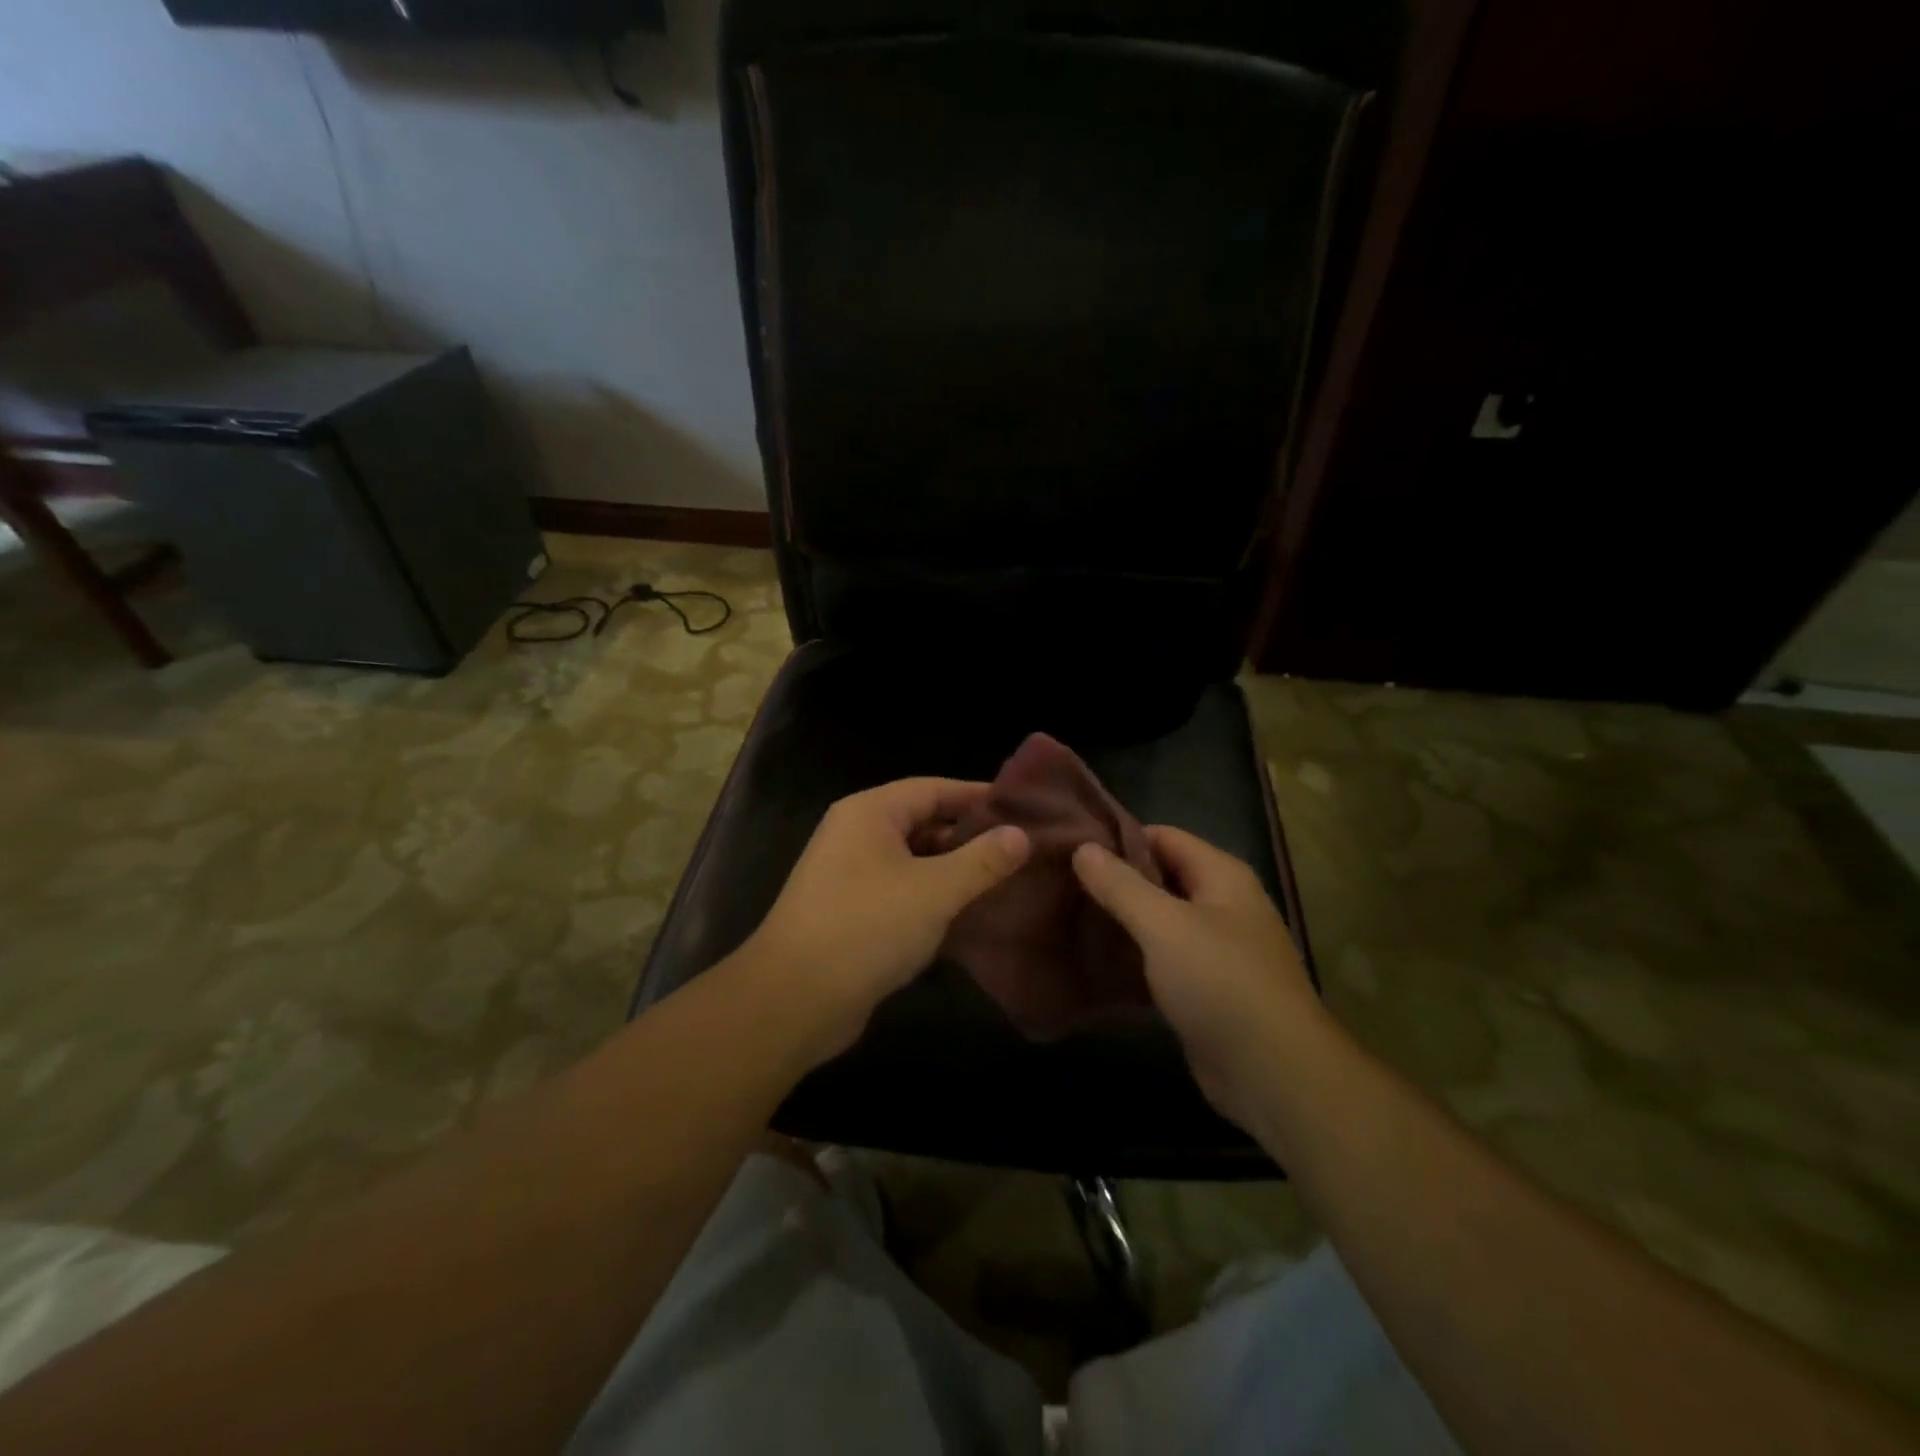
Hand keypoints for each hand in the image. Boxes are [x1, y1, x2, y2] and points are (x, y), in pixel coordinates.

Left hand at [742, 778, 1029, 1066]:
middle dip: (969, 836)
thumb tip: (1021, 835)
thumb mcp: (935, 891)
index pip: (934, 788)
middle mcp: (855, 834)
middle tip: (1020, 849)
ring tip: (1003, 880)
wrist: (794, 999)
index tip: (1023, 809)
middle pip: (922, 822)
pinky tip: (967, 915)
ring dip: (953, 870)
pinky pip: (900, 891)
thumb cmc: (867, 927)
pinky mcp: (850, 912)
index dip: (978, 796)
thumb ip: (982, 860)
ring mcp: (849, 875)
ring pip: (913, 860)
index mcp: (870, 812)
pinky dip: (932, 898)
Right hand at [1072, 827, 1323, 1129]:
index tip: (1071, 849)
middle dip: (1114, 882)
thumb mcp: (1164, 925)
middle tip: (1061, 886)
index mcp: (1221, 876)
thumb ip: (1121, 885)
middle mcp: (1221, 905)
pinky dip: (1132, 959)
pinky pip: (1161, 960)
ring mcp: (1215, 950)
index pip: (1162, 837)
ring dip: (1119, 922)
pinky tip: (1093, 962)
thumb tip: (1082, 848)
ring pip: (1158, 922)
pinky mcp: (1204, 990)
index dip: (1118, 839)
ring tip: (1067, 919)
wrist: (1274, 1074)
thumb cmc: (1220, 983)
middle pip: (1159, 878)